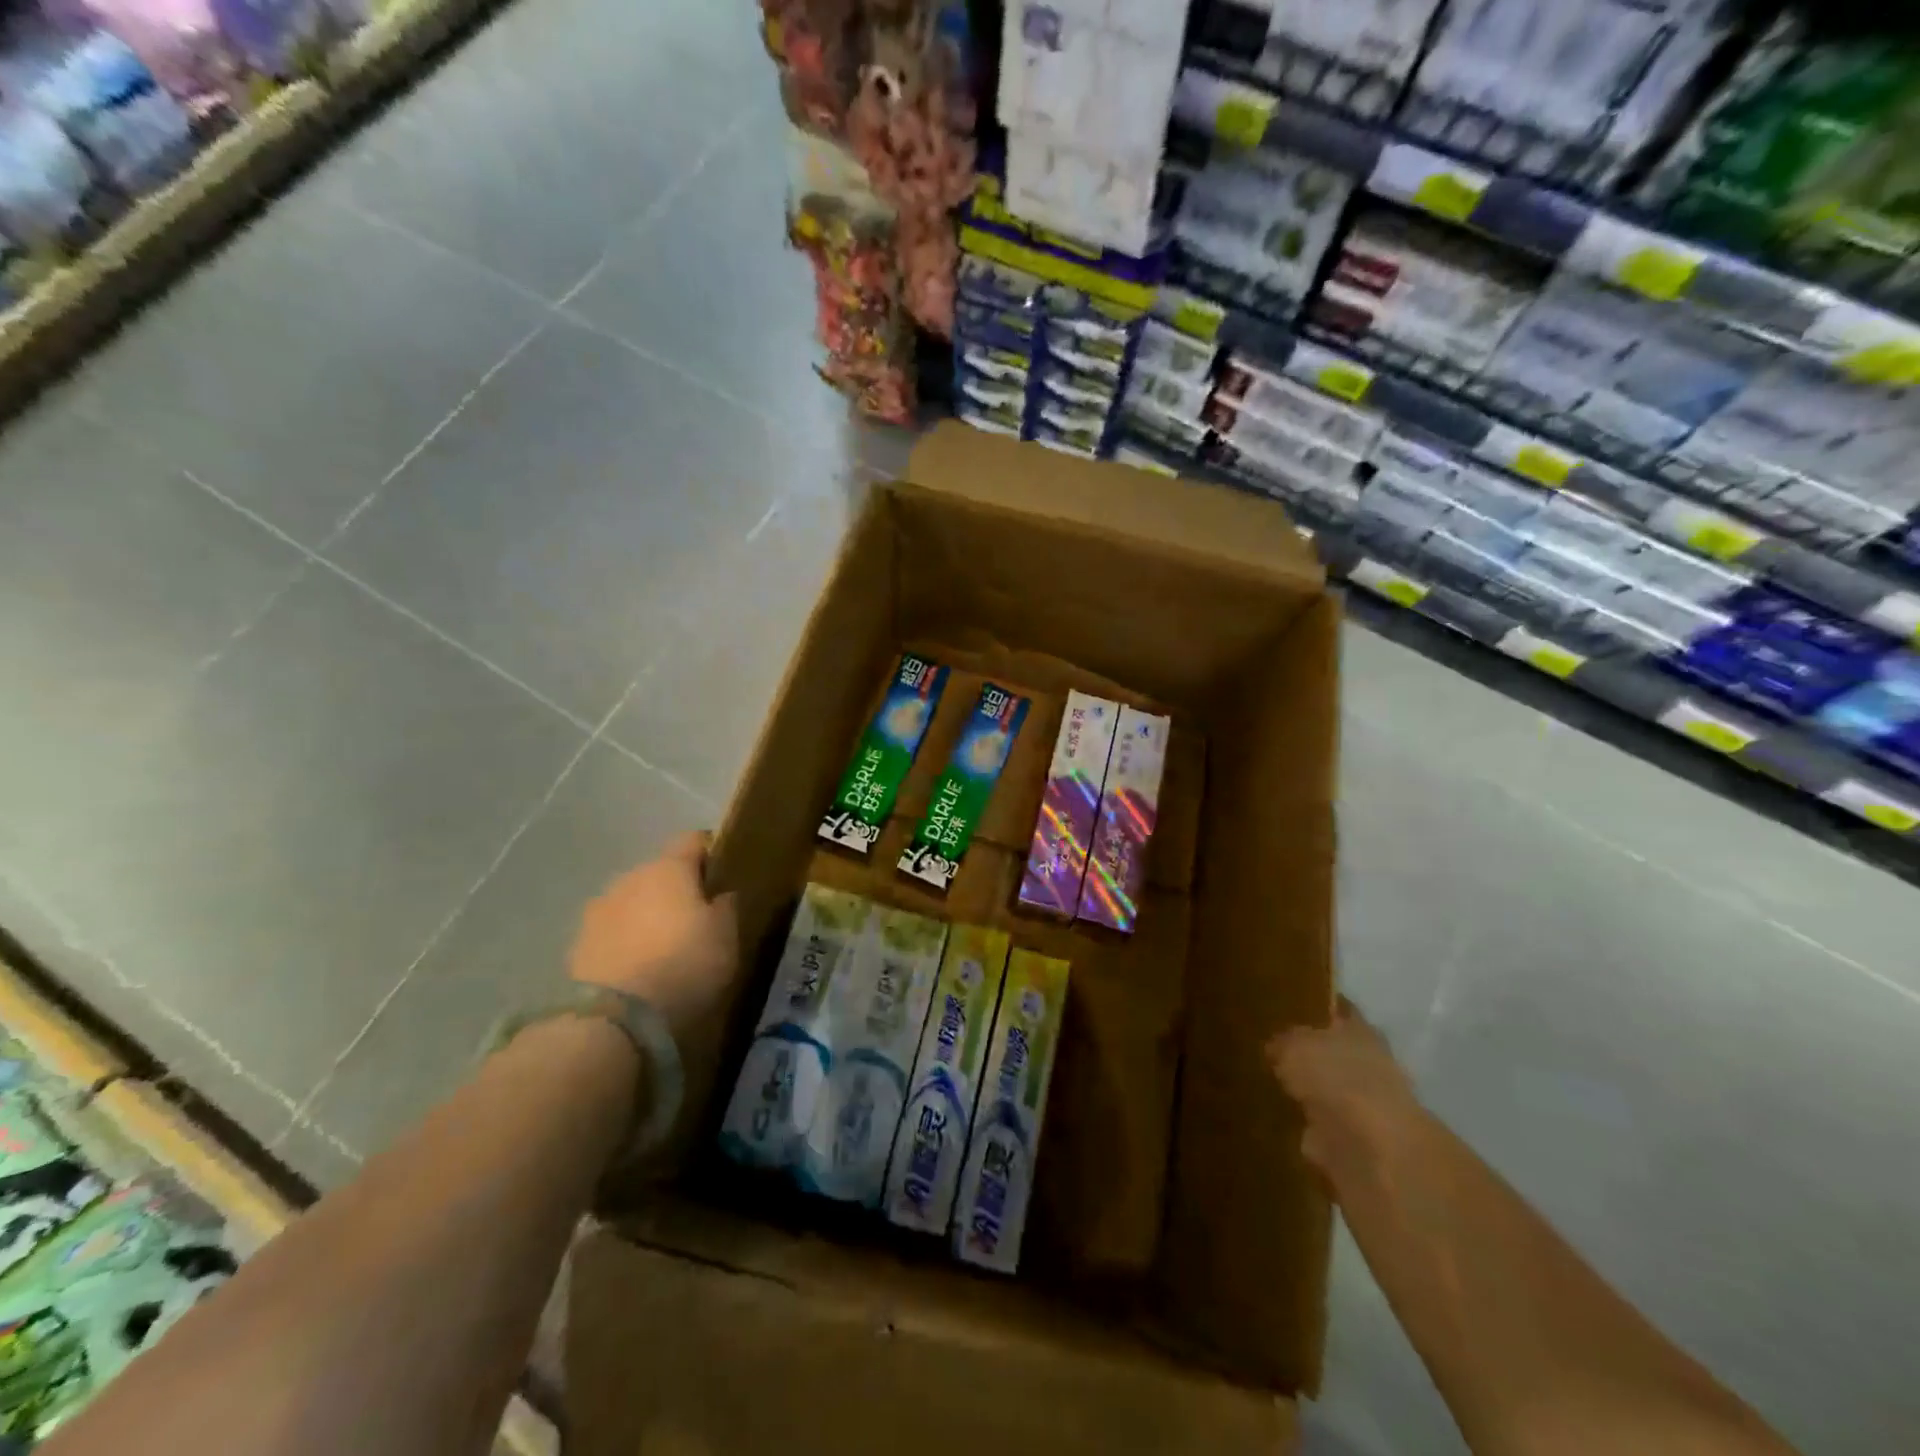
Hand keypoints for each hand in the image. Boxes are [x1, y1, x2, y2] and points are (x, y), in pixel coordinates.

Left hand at [569, 832, 737, 1041]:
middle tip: (696, 920)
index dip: (710, 852)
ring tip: (663, 949)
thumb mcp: (726, 936)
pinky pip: (612, 933)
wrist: (613, 1018)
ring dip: (647, 916)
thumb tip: (722, 893)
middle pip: (659, 872)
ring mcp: (598, 910)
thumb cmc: (684, 964)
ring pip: (632, 902)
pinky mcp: (577, 945)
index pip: (693, 839)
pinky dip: (626, 943)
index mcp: (669, 867)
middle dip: (676, 890)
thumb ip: (726, 907)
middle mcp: (630, 878)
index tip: (723, 876)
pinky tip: (638, 970)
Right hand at [1267, 1000, 1422, 1191]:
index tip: (1287, 1005)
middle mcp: (1368, 1063)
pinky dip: (1307, 1126)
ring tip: (1270, 1085)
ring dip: (1308, 1092)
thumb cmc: (1335, 1077)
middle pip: (1333, 1051)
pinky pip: (1323, 1126)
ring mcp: (1365, 1105)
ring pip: (1329, 1089)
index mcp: (1359, 1029)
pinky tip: (1280, 1119)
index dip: (1315, 1007)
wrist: (1372, 1148)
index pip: (1337, 1008)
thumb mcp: (1292, 1045)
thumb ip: (1282, 1042)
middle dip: (1309, 1053)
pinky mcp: (1356, 1141)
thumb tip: (1275, 1048)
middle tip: (1270, 1049)